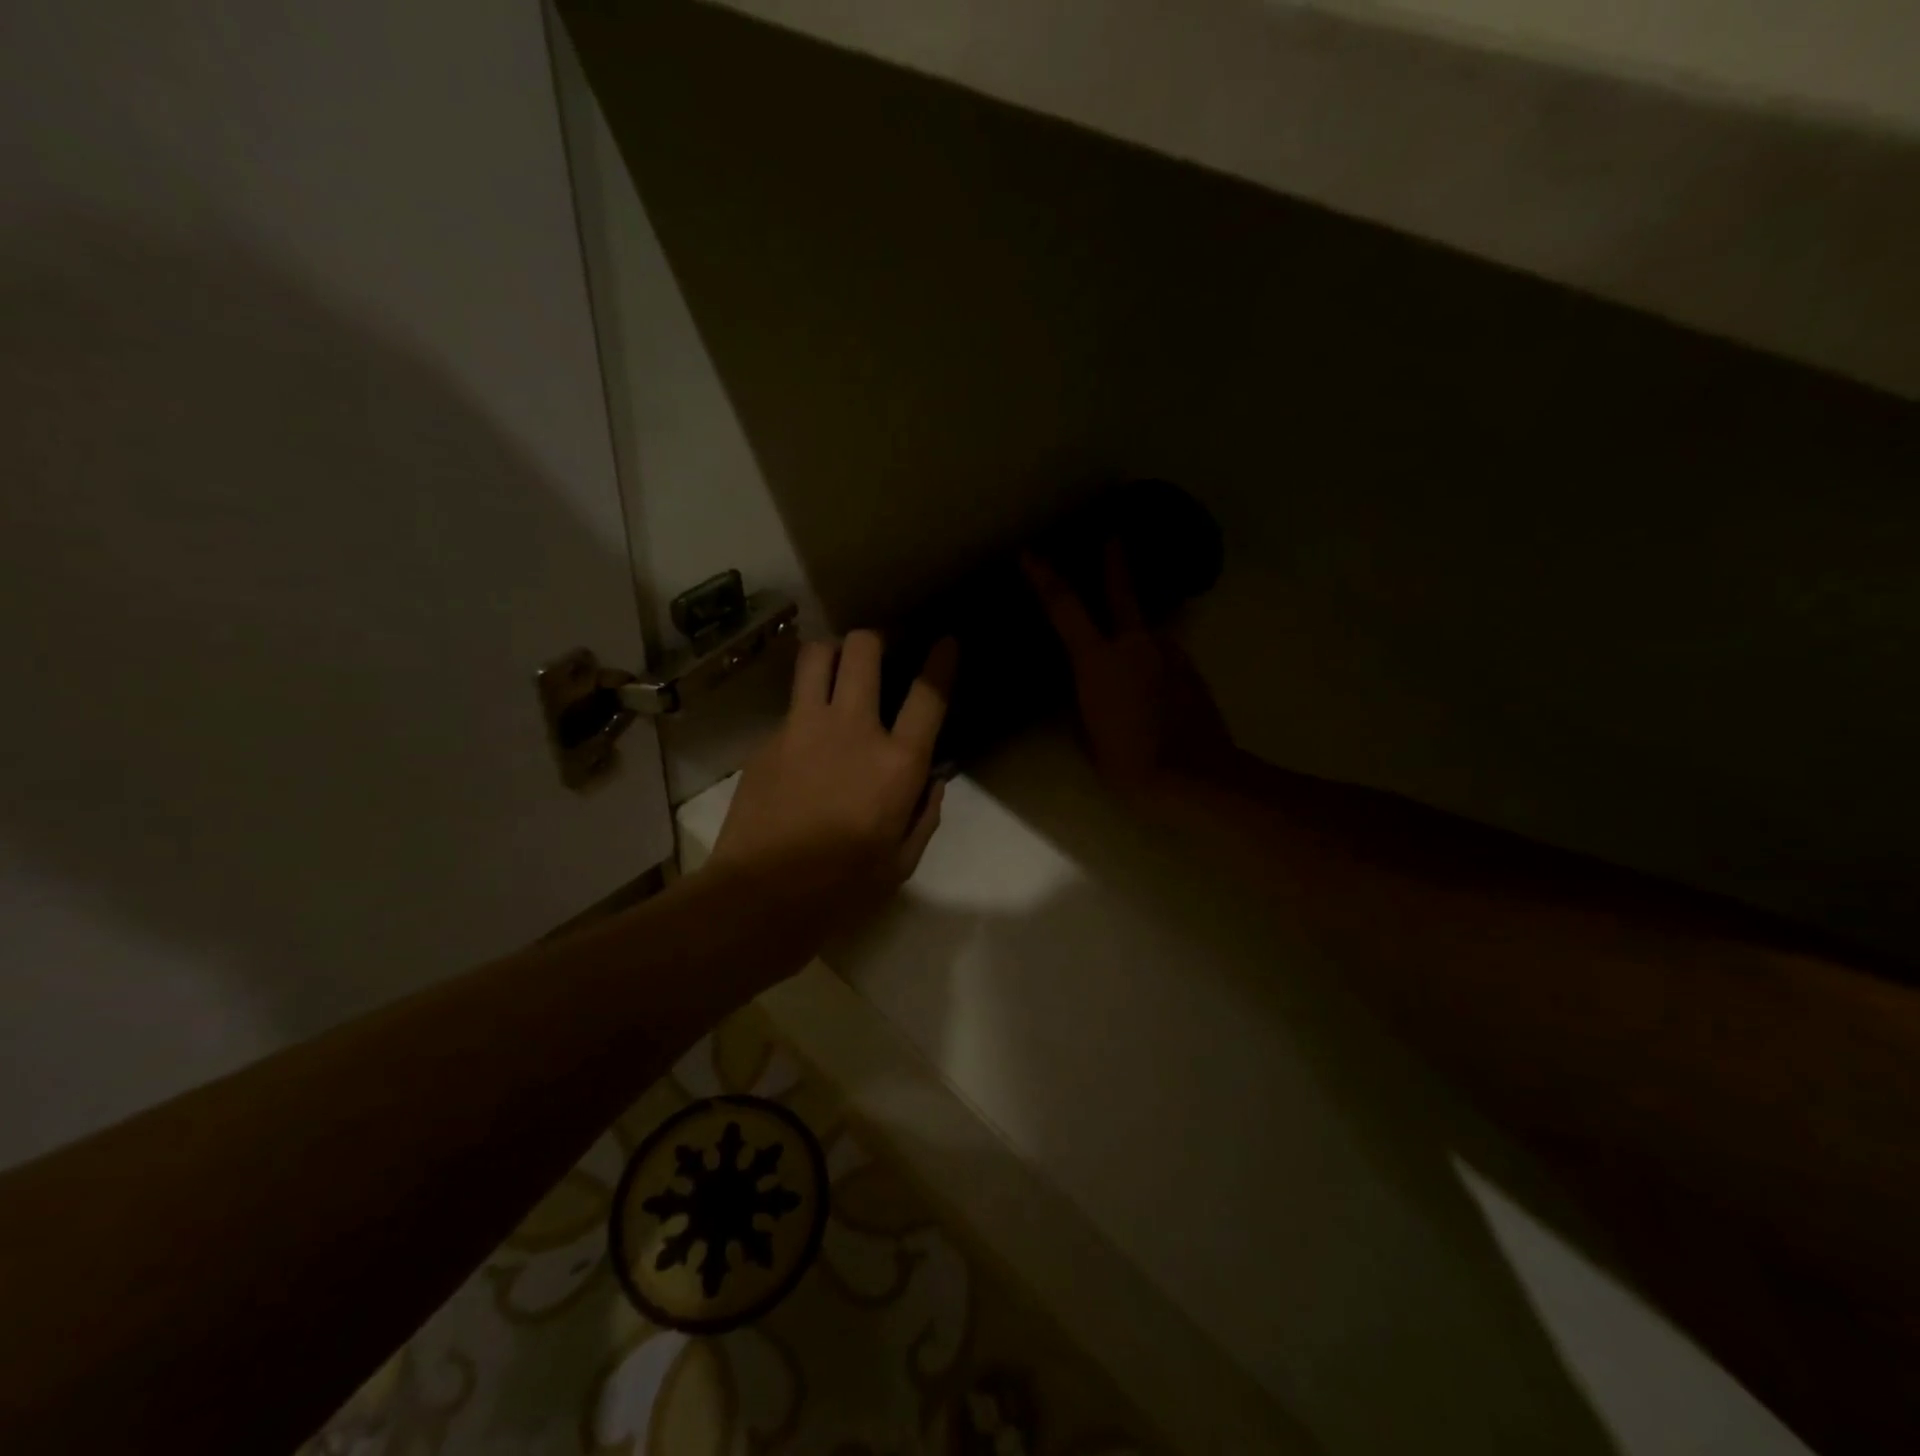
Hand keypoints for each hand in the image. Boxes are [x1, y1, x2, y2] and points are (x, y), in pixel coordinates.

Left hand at [710, 630, 955, 929]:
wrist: (761, 896)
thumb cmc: (843, 888)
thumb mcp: (902, 862)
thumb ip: (924, 814)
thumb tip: (931, 780)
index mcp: (896, 763)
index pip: (928, 694)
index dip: (941, 660)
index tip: (945, 641)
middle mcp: (852, 729)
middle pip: (863, 650)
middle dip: (875, 640)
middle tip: (878, 653)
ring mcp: (803, 728)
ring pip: (815, 656)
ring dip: (832, 653)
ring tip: (836, 670)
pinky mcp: (768, 740)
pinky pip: (790, 704)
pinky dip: (804, 707)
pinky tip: (804, 739)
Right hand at [1024, 542, 1234, 798]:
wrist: (1195, 777)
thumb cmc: (1129, 761)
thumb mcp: (1088, 735)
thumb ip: (1082, 702)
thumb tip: (1085, 689)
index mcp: (1099, 660)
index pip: (1065, 608)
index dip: (1044, 578)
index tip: (1030, 554)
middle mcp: (1135, 645)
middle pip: (1122, 592)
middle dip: (1114, 563)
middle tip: (1113, 537)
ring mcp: (1168, 654)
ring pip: (1146, 631)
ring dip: (1133, 632)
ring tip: (1126, 659)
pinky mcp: (1190, 671)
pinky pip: (1162, 655)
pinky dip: (1151, 661)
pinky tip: (1149, 688)